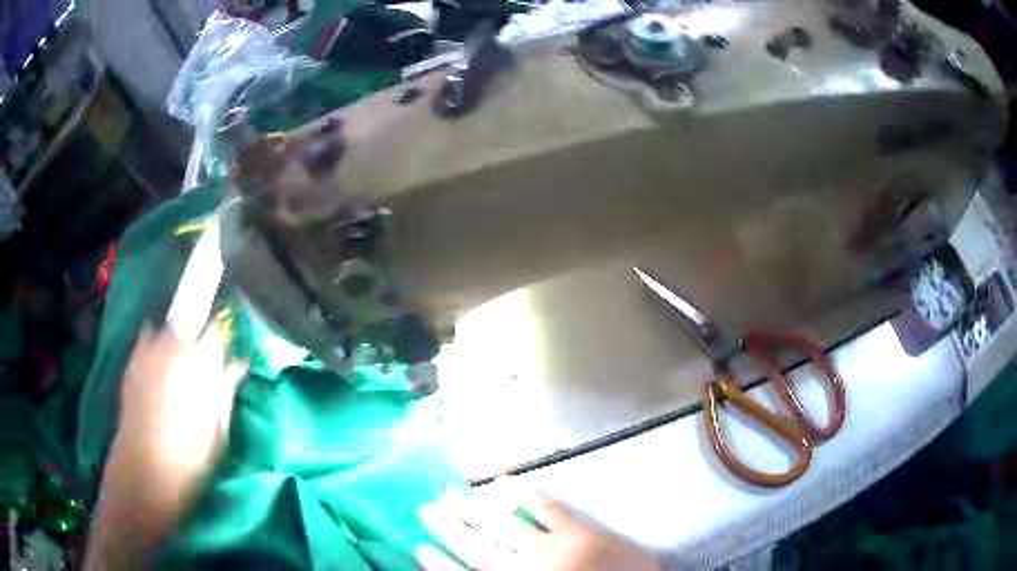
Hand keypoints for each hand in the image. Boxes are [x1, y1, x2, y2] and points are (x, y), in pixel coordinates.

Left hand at [107, 323, 245, 518]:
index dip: (221, 339)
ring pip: (168, 328)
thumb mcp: (218, 435)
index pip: (216, 331)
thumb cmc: (190, 462)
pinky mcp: (132, 362)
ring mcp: (150, 353)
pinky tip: (157, 361)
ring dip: (177, 338)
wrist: (144, 475)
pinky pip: (146, 337)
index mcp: (201, 366)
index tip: (224, 354)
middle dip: (198, 336)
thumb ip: (227, 393)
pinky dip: (154, 343)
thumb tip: (239, 365)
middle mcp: (174, 349)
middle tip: (202, 363)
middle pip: (191, 322)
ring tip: (179, 363)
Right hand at [417, 479, 662, 570]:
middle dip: (449, 527)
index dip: (440, 565)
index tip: (419, 548)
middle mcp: (528, 569)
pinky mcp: (581, 530)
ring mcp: (555, 548)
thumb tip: (480, 566)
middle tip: (426, 507)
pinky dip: (521, 492)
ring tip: (450, 493)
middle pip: (478, 547)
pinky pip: (544, 507)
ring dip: (473, 509)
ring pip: (503, 526)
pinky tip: (503, 480)